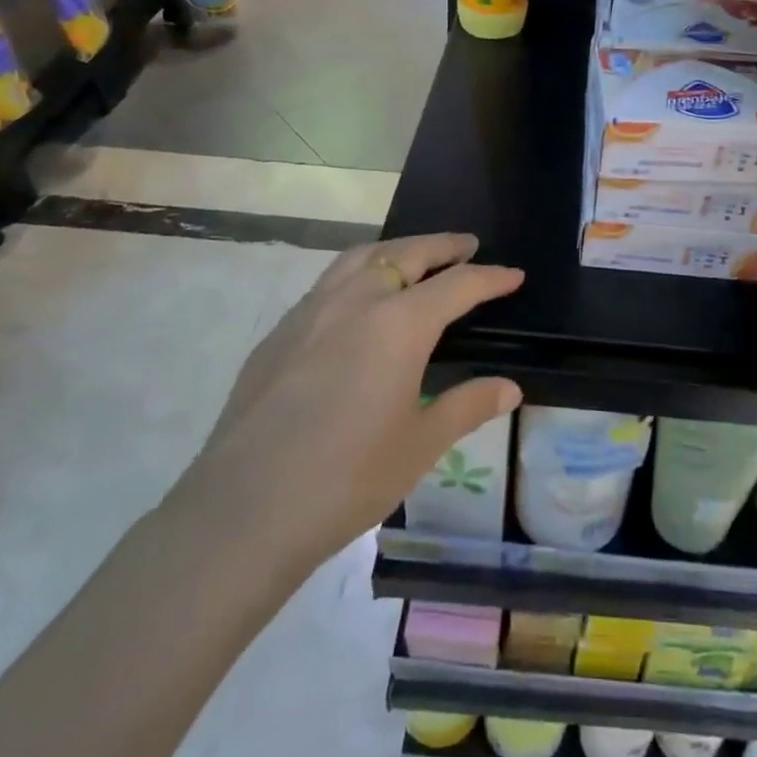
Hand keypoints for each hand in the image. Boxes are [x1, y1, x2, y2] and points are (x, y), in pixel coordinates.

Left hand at [178, 233, 522, 578]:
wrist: (243, 512)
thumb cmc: (346, 480)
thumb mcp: (420, 446)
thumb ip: (468, 406)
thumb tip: (509, 388)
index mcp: (399, 324)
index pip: (457, 285)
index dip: (490, 278)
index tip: (513, 275)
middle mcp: (355, 301)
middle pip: (407, 254)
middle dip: (443, 246)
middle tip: (467, 245)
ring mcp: (310, 311)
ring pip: (361, 257)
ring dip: (396, 249)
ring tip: (414, 256)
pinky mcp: (278, 333)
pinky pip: (328, 283)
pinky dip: (357, 273)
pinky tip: (356, 302)